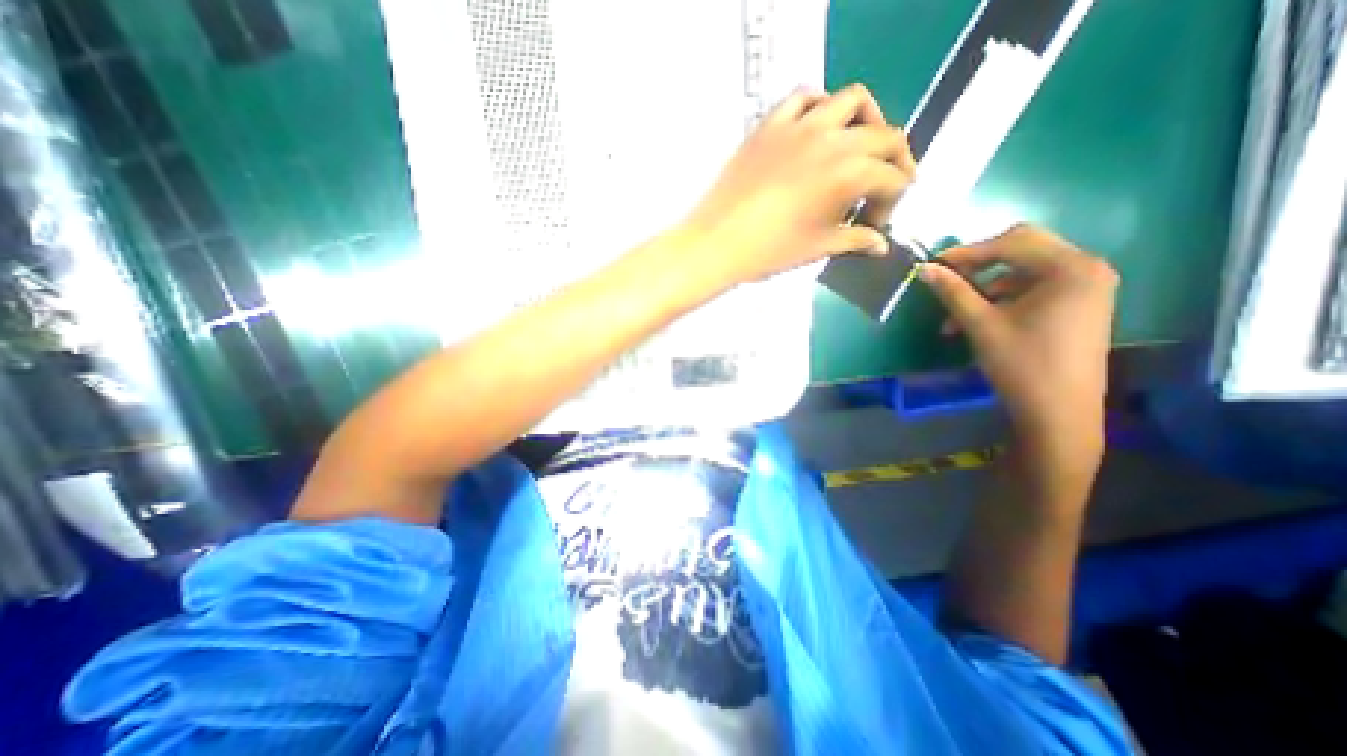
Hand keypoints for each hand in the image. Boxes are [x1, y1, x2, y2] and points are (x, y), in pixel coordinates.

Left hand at [686, 82, 915, 284]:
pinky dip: (820, 106)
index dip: (890, 203)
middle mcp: (832, 139)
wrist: (717, 243)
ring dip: (867, 120)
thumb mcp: (818, 247)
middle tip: (882, 187)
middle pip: (884, 136)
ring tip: (859, 146)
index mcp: (849, 173)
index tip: (873, 225)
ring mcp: (799, 126)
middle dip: (893, 162)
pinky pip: (803, 97)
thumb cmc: (769, 252)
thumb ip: (854, 240)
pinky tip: (817, 128)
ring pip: (852, 101)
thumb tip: (880, 246)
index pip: (891, 179)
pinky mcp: (770, 124)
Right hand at [921, 224, 1121, 484]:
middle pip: (1023, 250)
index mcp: (1070, 268)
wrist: (1058, 412)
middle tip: (947, 280)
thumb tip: (924, 268)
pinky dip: (1003, 299)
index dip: (968, 251)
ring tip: (955, 317)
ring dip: (986, 288)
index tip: (934, 264)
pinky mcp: (1079, 304)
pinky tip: (979, 320)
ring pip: (1024, 271)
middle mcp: (1086, 268)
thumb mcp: (980, 324)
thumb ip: (953, 291)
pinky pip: (1034, 288)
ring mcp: (1087, 287)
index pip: (1012, 242)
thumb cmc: (1021, 364)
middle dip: (979, 265)